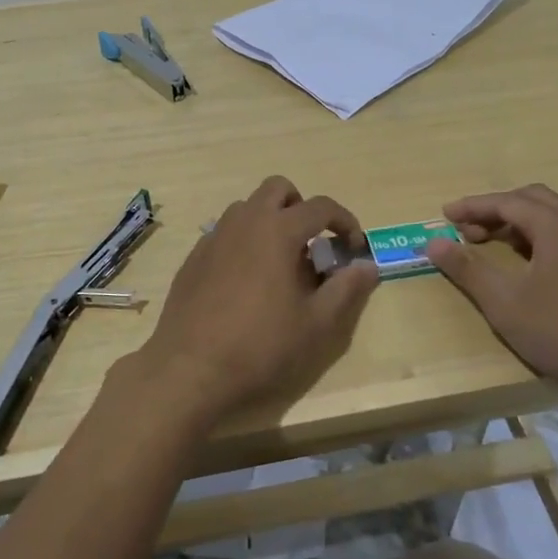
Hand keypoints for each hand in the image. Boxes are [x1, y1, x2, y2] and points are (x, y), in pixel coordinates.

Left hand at [120, 176, 379, 430]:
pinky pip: (225, 233)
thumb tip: (368, 265)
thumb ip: (346, 289)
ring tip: (280, 263)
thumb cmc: (261, 346)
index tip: (354, 246)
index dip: (344, 221)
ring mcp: (214, 237)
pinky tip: (246, 282)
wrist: (190, 369)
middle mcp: (244, 222)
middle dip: (301, 207)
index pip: (321, 206)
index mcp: (277, 230)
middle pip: (277, 189)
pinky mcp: (194, 257)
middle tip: (312, 243)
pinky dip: (244, 242)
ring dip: (270, 221)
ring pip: (247, 208)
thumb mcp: (316, 324)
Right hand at [424, 185, 557, 415]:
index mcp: (556, 226)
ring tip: (514, 239)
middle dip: (500, 210)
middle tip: (472, 231)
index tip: (445, 214)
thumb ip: (468, 269)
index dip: (473, 206)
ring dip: (535, 218)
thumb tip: (433, 243)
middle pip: (537, 199)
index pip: (507, 202)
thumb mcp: (505, 304)